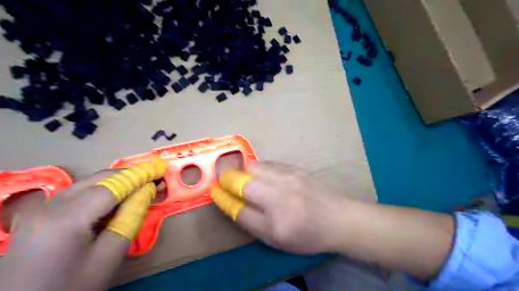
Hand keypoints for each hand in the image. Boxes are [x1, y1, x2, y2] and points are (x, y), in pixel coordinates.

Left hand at [0, 170, 157, 290]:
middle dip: (129, 176)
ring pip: (87, 183)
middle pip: (98, 179)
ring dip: (116, 182)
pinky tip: (114, 198)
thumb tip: (147, 190)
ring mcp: (39, 209)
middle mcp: (49, 206)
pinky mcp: (38, 214)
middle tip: (153, 178)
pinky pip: (77, 192)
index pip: (111, 186)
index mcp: (66, 219)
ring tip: (139, 187)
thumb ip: (131, 218)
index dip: (139, 176)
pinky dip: (100, 190)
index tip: (160, 168)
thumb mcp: (109, 255)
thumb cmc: (73, 286)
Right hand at [210, 161, 352, 254]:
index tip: (213, 191)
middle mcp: (280, 198)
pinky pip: (268, 163)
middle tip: (223, 181)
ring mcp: (289, 179)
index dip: (223, 199)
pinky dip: (258, 168)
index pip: (239, 209)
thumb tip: (232, 203)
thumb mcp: (277, 239)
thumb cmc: (307, 234)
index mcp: (276, 224)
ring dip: (242, 171)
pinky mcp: (295, 168)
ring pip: (254, 167)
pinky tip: (260, 174)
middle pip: (243, 182)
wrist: (338, 218)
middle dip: (227, 180)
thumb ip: (252, 222)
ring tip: (242, 177)